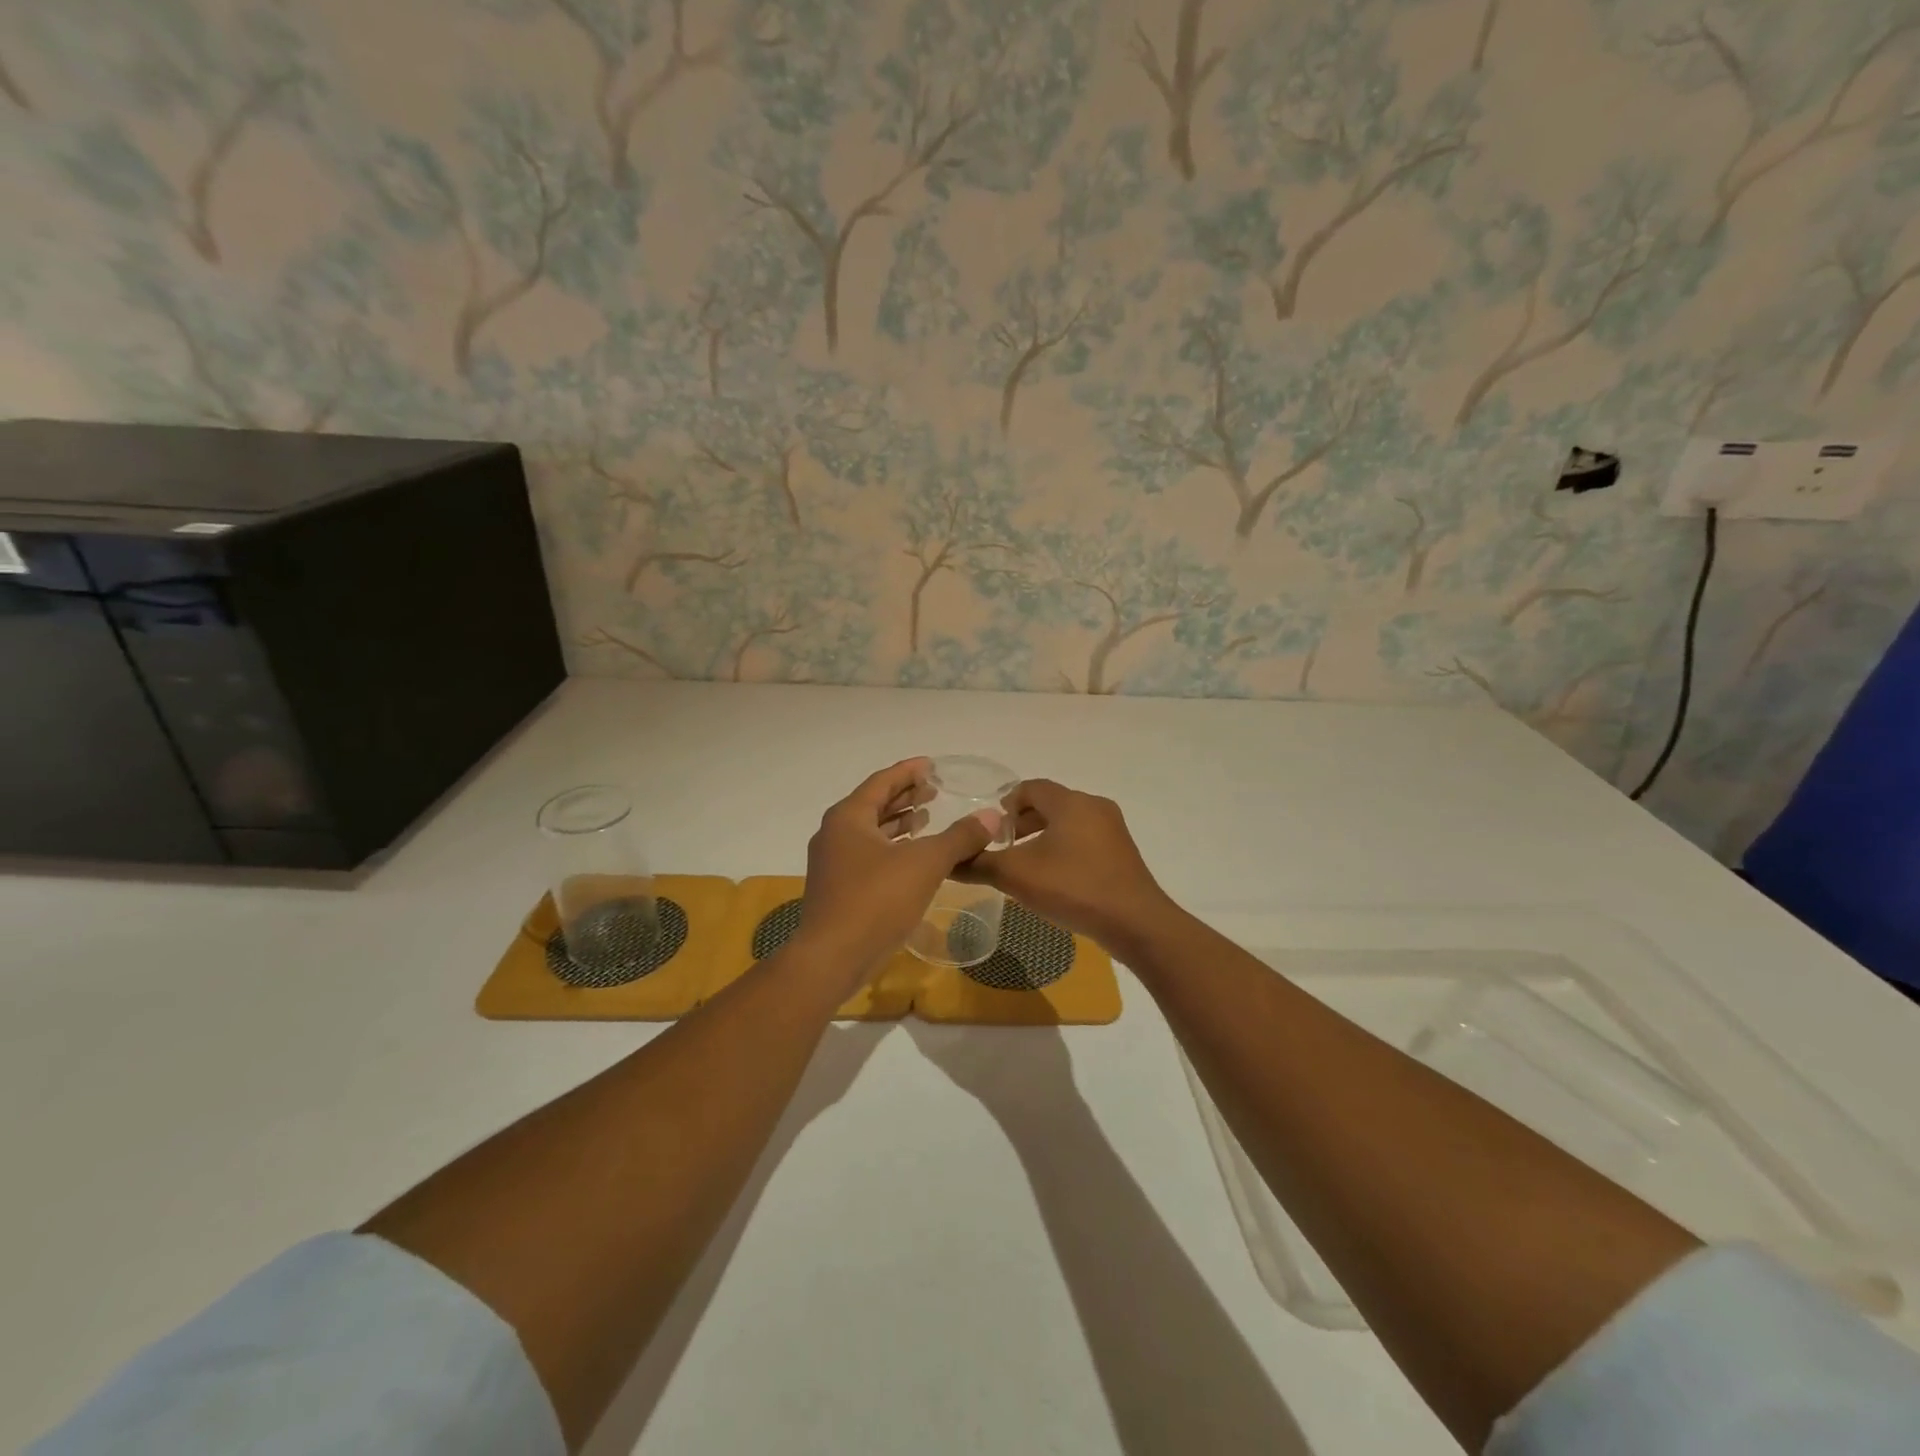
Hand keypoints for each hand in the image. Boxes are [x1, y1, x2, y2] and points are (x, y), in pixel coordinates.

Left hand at [795, 758, 1002, 980]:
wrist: (832, 958)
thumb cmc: (876, 900)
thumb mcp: (925, 863)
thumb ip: (959, 837)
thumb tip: (992, 816)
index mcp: (848, 817)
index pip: (882, 781)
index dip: (909, 771)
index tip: (931, 765)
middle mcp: (835, 833)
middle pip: (874, 804)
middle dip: (904, 796)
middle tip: (934, 790)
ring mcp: (833, 863)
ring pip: (870, 832)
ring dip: (898, 823)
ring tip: (927, 818)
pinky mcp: (838, 888)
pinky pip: (869, 855)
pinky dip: (892, 848)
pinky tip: (913, 858)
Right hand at [955, 779, 1173, 950]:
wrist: (1135, 923)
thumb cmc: (1073, 888)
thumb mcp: (1017, 876)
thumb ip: (979, 864)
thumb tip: (947, 860)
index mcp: (1070, 802)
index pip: (1030, 787)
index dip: (1006, 804)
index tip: (991, 830)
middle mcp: (1094, 806)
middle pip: (1050, 803)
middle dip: (1023, 821)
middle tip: (1003, 847)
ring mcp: (1112, 829)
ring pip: (1068, 822)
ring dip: (1043, 836)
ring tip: (1025, 864)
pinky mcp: (1122, 853)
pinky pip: (1085, 839)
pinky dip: (1064, 849)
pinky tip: (1055, 878)